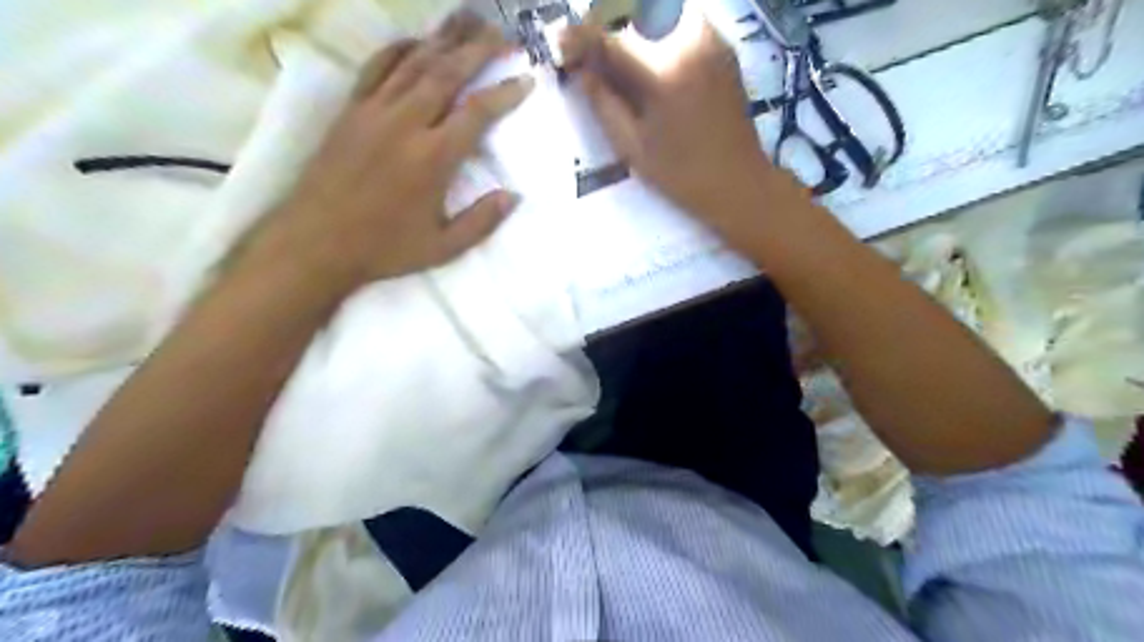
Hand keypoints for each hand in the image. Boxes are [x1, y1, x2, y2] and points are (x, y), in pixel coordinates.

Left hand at [258, 12, 532, 288]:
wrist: (316, 242)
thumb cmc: (384, 248)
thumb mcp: (443, 248)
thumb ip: (482, 221)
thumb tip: (514, 196)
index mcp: (433, 158)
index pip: (478, 112)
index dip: (505, 92)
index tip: (527, 78)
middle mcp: (405, 123)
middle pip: (448, 72)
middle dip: (479, 48)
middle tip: (505, 33)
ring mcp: (374, 111)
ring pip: (415, 62)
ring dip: (445, 38)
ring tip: (469, 20)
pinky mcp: (350, 110)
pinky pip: (377, 67)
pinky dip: (399, 48)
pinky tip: (416, 40)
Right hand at [557, 19, 781, 240]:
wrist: (739, 181)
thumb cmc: (682, 175)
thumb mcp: (633, 147)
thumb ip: (603, 103)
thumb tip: (579, 70)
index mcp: (662, 74)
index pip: (609, 41)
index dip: (579, 38)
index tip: (560, 42)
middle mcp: (688, 43)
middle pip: (635, 13)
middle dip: (605, 24)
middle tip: (589, 51)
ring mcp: (710, 39)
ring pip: (660, 10)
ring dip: (632, 22)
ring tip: (617, 52)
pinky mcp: (723, 45)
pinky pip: (682, 19)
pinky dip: (658, 27)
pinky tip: (651, 55)